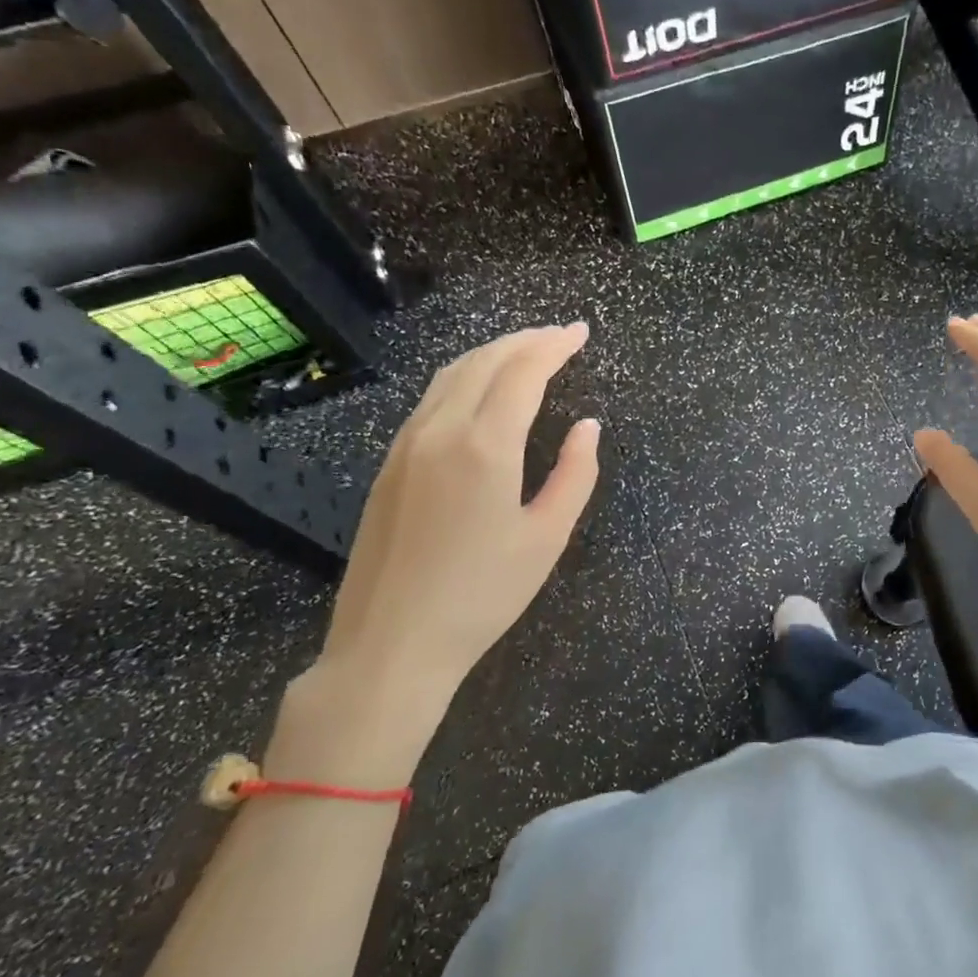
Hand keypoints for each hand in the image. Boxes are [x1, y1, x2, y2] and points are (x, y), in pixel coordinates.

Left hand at [270, 325, 600, 785]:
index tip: (580, 332)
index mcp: (485, 445)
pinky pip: (431, 399)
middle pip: (484, 361)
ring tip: (525, 352)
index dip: (554, 346)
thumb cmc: (482, 595)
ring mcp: (406, 445)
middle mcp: (440, 430)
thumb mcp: (547, 537)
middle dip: (525, 340)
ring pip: (451, 375)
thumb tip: (587, 427)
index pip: (523, 372)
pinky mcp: (389, 464)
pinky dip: (464, 378)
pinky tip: (480, 391)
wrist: (391, 644)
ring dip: (492, 354)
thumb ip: (575, 474)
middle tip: (559, 335)